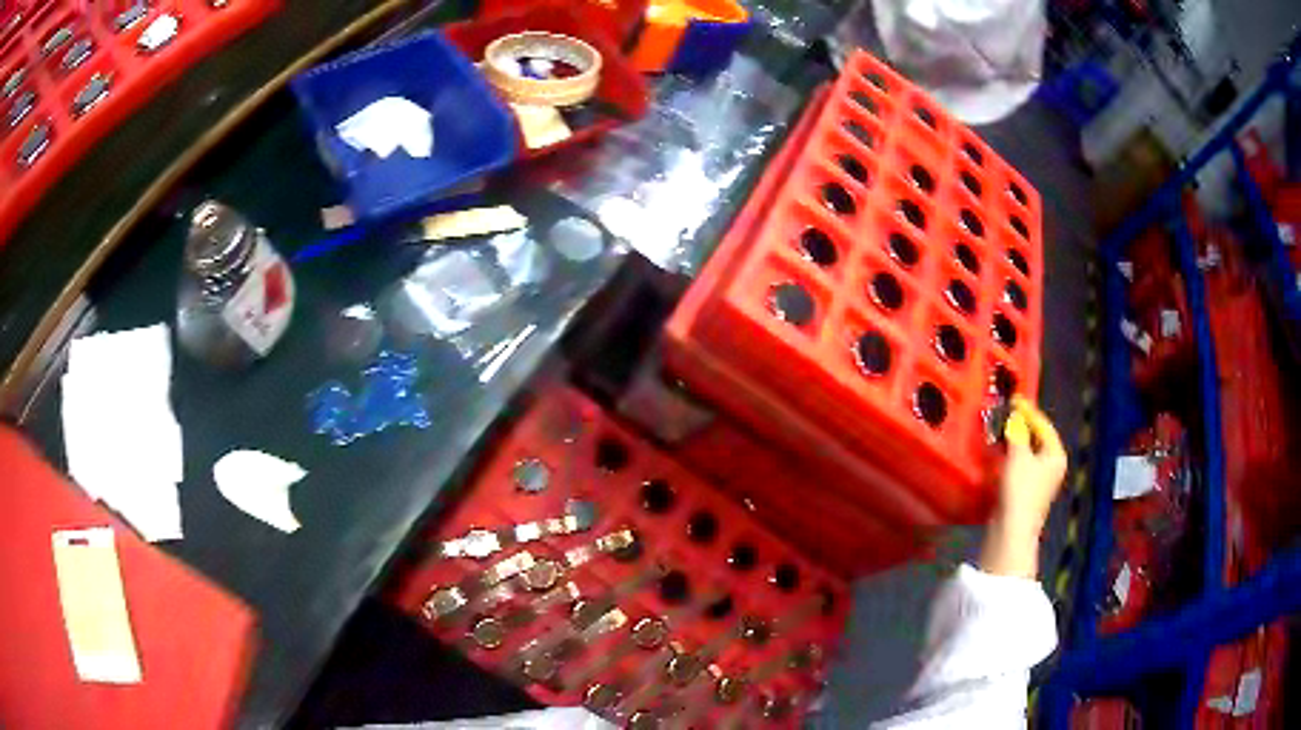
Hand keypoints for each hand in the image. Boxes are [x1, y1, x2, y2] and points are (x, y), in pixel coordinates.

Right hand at [980, 396, 1067, 578]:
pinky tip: (999, 452)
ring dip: (1014, 441)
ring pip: (1027, 452)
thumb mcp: (1018, 456)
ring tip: (1000, 428)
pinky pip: (1020, 465)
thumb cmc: (1020, 490)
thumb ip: (1016, 432)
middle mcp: (1051, 466)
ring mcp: (1040, 481)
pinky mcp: (1026, 492)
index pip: (1043, 424)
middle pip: (1037, 438)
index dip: (1028, 411)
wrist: (1011, 531)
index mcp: (1056, 454)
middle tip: (1006, 412)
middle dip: (1021, 426)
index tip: (1013, 399)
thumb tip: (1013, 417)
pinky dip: (1011, 456)